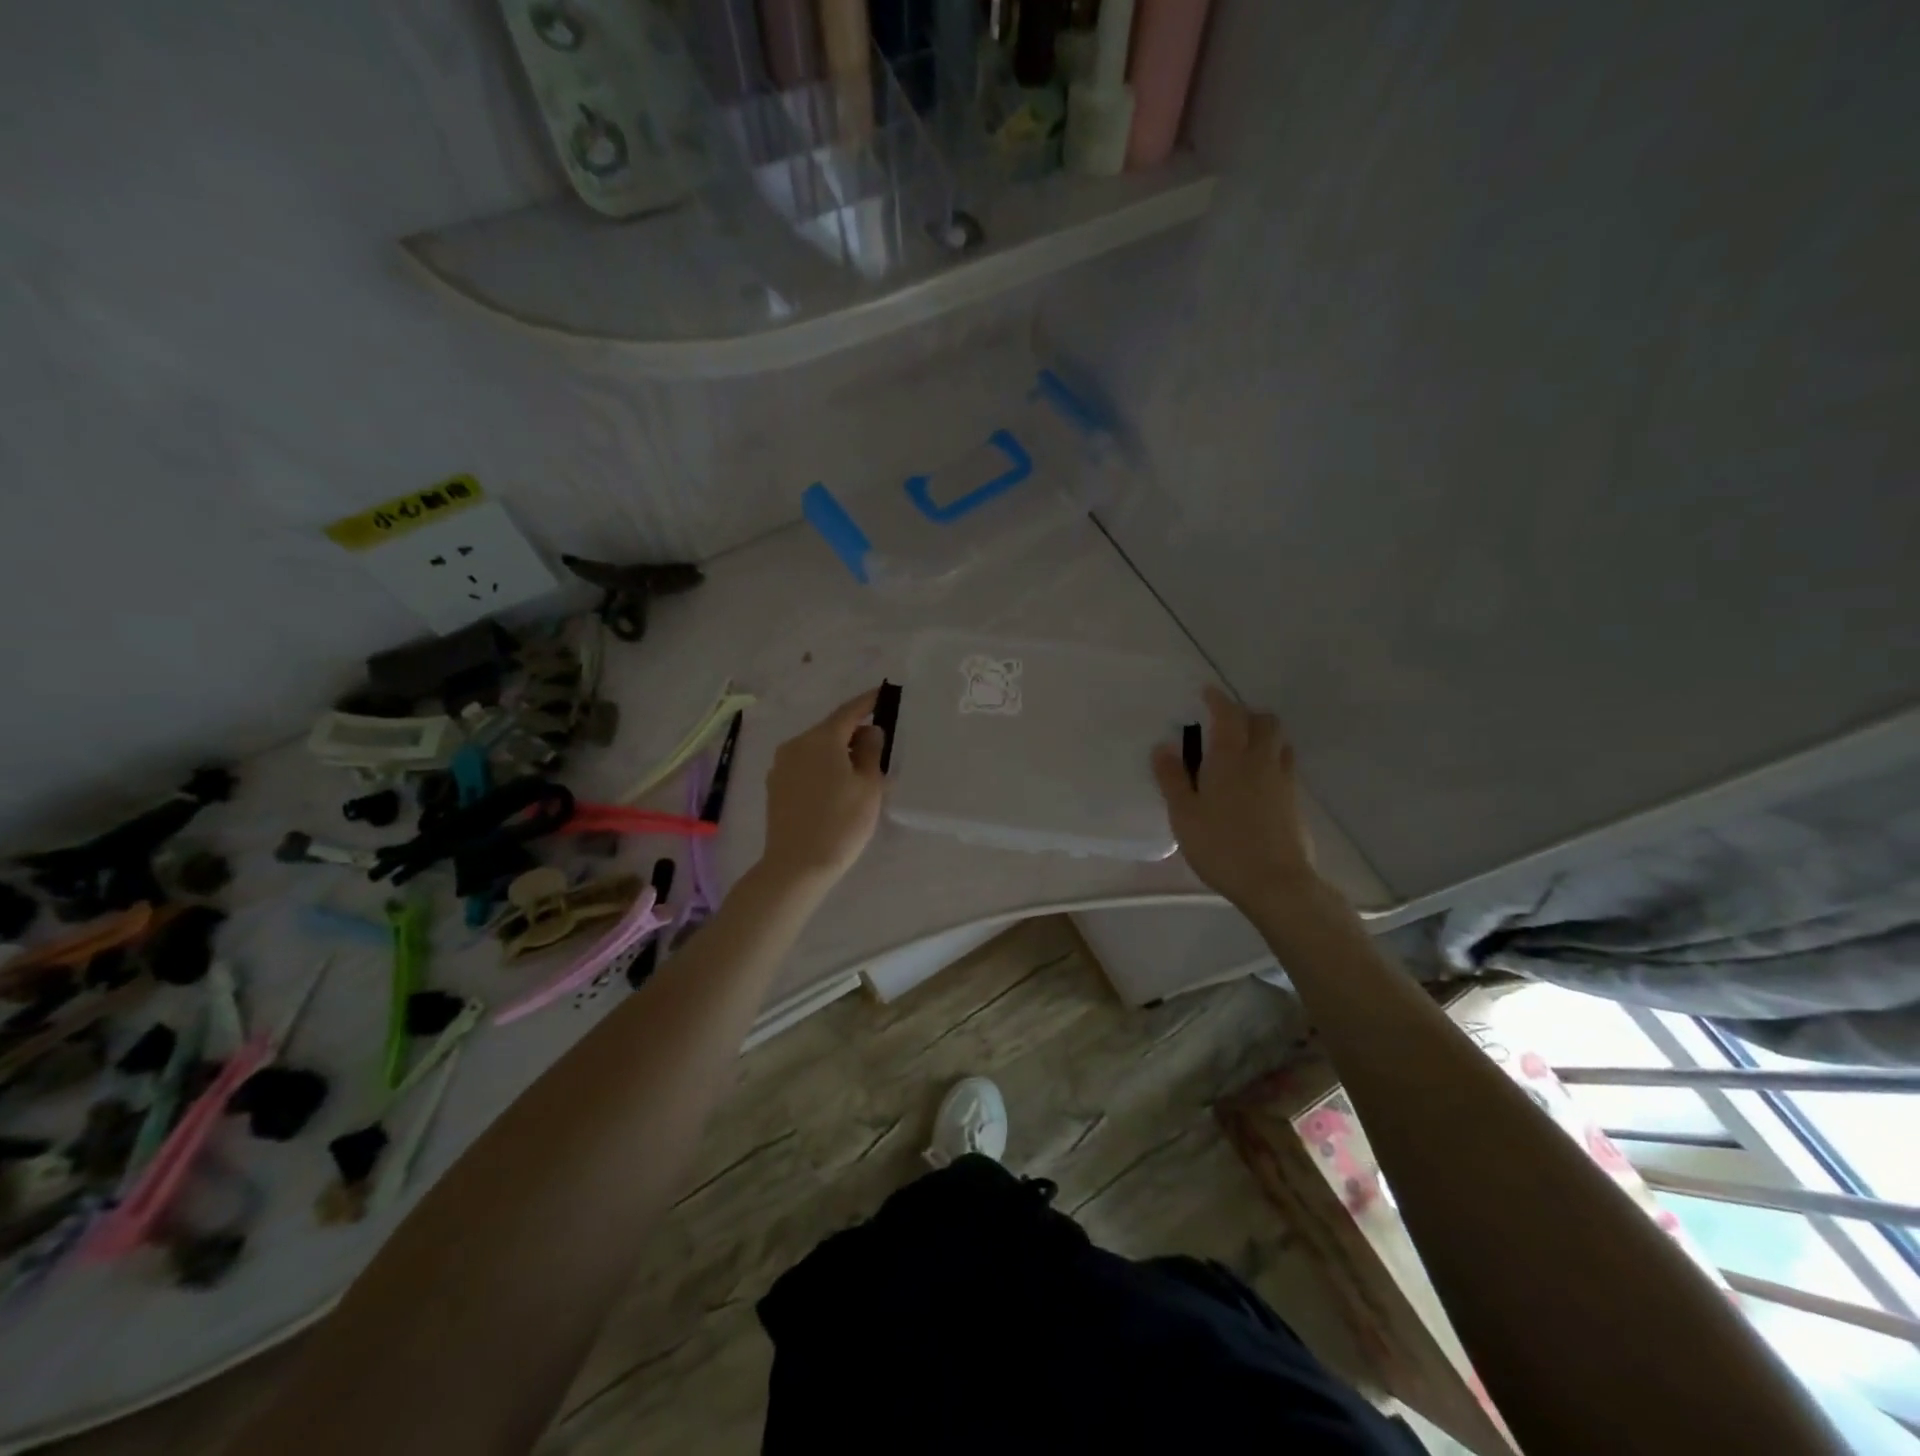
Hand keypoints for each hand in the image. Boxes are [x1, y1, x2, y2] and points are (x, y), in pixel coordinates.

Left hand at [758, 689, 885, 887]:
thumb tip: (870, 732)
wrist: (797, 866)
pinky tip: (837, 787)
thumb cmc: (841, 823)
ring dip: (839, 752)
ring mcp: (781, 766)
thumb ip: (872, 751)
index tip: (885, 695)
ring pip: (817, 749)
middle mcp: (796, 744)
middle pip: (831, 730)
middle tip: (881, 745)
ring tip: (861, 771)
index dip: (869, 702)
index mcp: (821, 738)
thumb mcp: (868, 786)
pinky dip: (824, 767)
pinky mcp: (776, 787)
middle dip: (855, 733)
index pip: (849, 711)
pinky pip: (806, 766)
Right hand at [1152, 686, 1320, 911]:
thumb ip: (1172, 778)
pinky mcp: (1295, 802)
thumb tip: (1163, 747)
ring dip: (1264, 736)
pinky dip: (1271, 761)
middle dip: (1247, 714)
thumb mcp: (1184, 814)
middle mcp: (1261, 761)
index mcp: (1230, 758)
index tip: (1207, 692)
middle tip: (1226, 723)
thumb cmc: (1221, 846)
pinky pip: (1286, 767)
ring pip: (1280, 743)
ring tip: (1244, 749)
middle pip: (1264, 722)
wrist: (1275, 882)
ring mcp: (1284, 781)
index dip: (1218, 700)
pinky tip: (1257, 782)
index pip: (1228, 715)